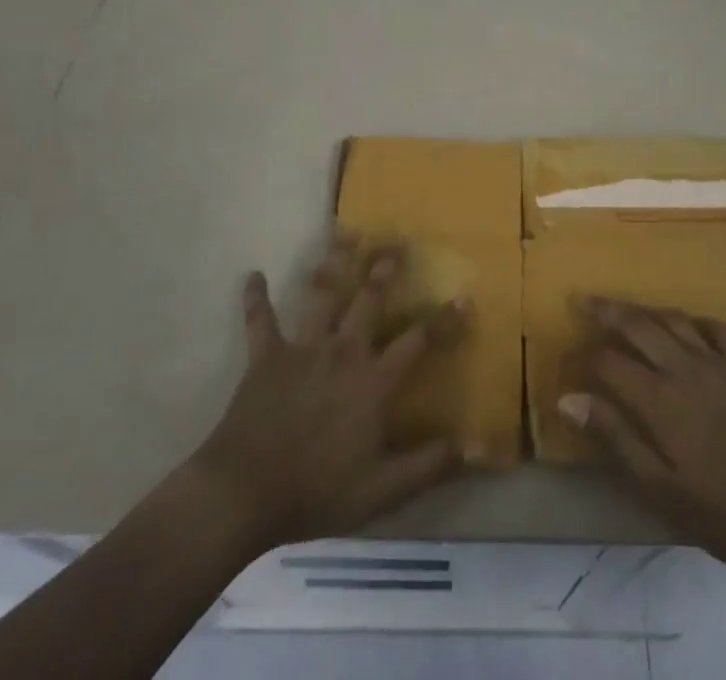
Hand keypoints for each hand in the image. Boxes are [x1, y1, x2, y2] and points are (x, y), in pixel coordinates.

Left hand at [190, 236, 466, 547]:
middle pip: (369, 300)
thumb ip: (430, 465)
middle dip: (384, 269)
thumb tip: (480, 447)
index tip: (465, 295)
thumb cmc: (317, 491)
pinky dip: (256, 298)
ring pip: (323, 295)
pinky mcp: (266, 356)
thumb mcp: (383, 490)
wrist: (245, 493)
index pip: (418, 342)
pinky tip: (252, 275)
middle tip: (396, 242)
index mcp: (373, 381)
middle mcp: (343, 352)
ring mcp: (303, 349)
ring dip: (334, 262)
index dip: (444, 321)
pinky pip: (260, 320)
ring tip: (345, 232)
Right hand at [558, 298, 725, 583]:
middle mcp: (684, 367)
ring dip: (644, 311)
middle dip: (606, 311)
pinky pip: (714, 328)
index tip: (568, 356)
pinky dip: (694, 321)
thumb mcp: (660, 488)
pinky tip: (686, 326)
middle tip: (583, 300)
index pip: (610, 362)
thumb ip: (615, 438)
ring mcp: (717, 362)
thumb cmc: (723, 512)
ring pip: (673, 319)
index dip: (585, 357)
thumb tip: (568, 399)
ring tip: (625, 310)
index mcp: (659, 399)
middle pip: (637, 325)